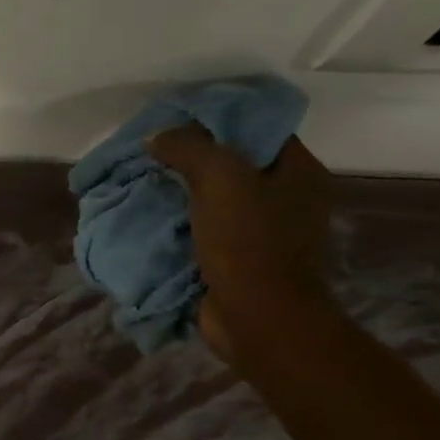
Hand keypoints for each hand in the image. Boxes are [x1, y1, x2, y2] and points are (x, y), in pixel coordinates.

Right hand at [146, 125, 335, 368]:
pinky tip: (150, 219)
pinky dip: (179, 225)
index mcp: (298, 172)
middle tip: (150, 155)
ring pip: (214, 199)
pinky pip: (204, 230)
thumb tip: (157, 137)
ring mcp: (264, 232)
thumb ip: (188, 147)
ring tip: (142, 185)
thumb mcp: (219, 178)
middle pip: (232, 164)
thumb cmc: (248, 243)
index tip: (173, 123)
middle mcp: (287, 198)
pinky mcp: (240, 260)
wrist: (257, 318)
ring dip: (180, 194)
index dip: (214, 121)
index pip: (256, 128)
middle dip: (189, 159)